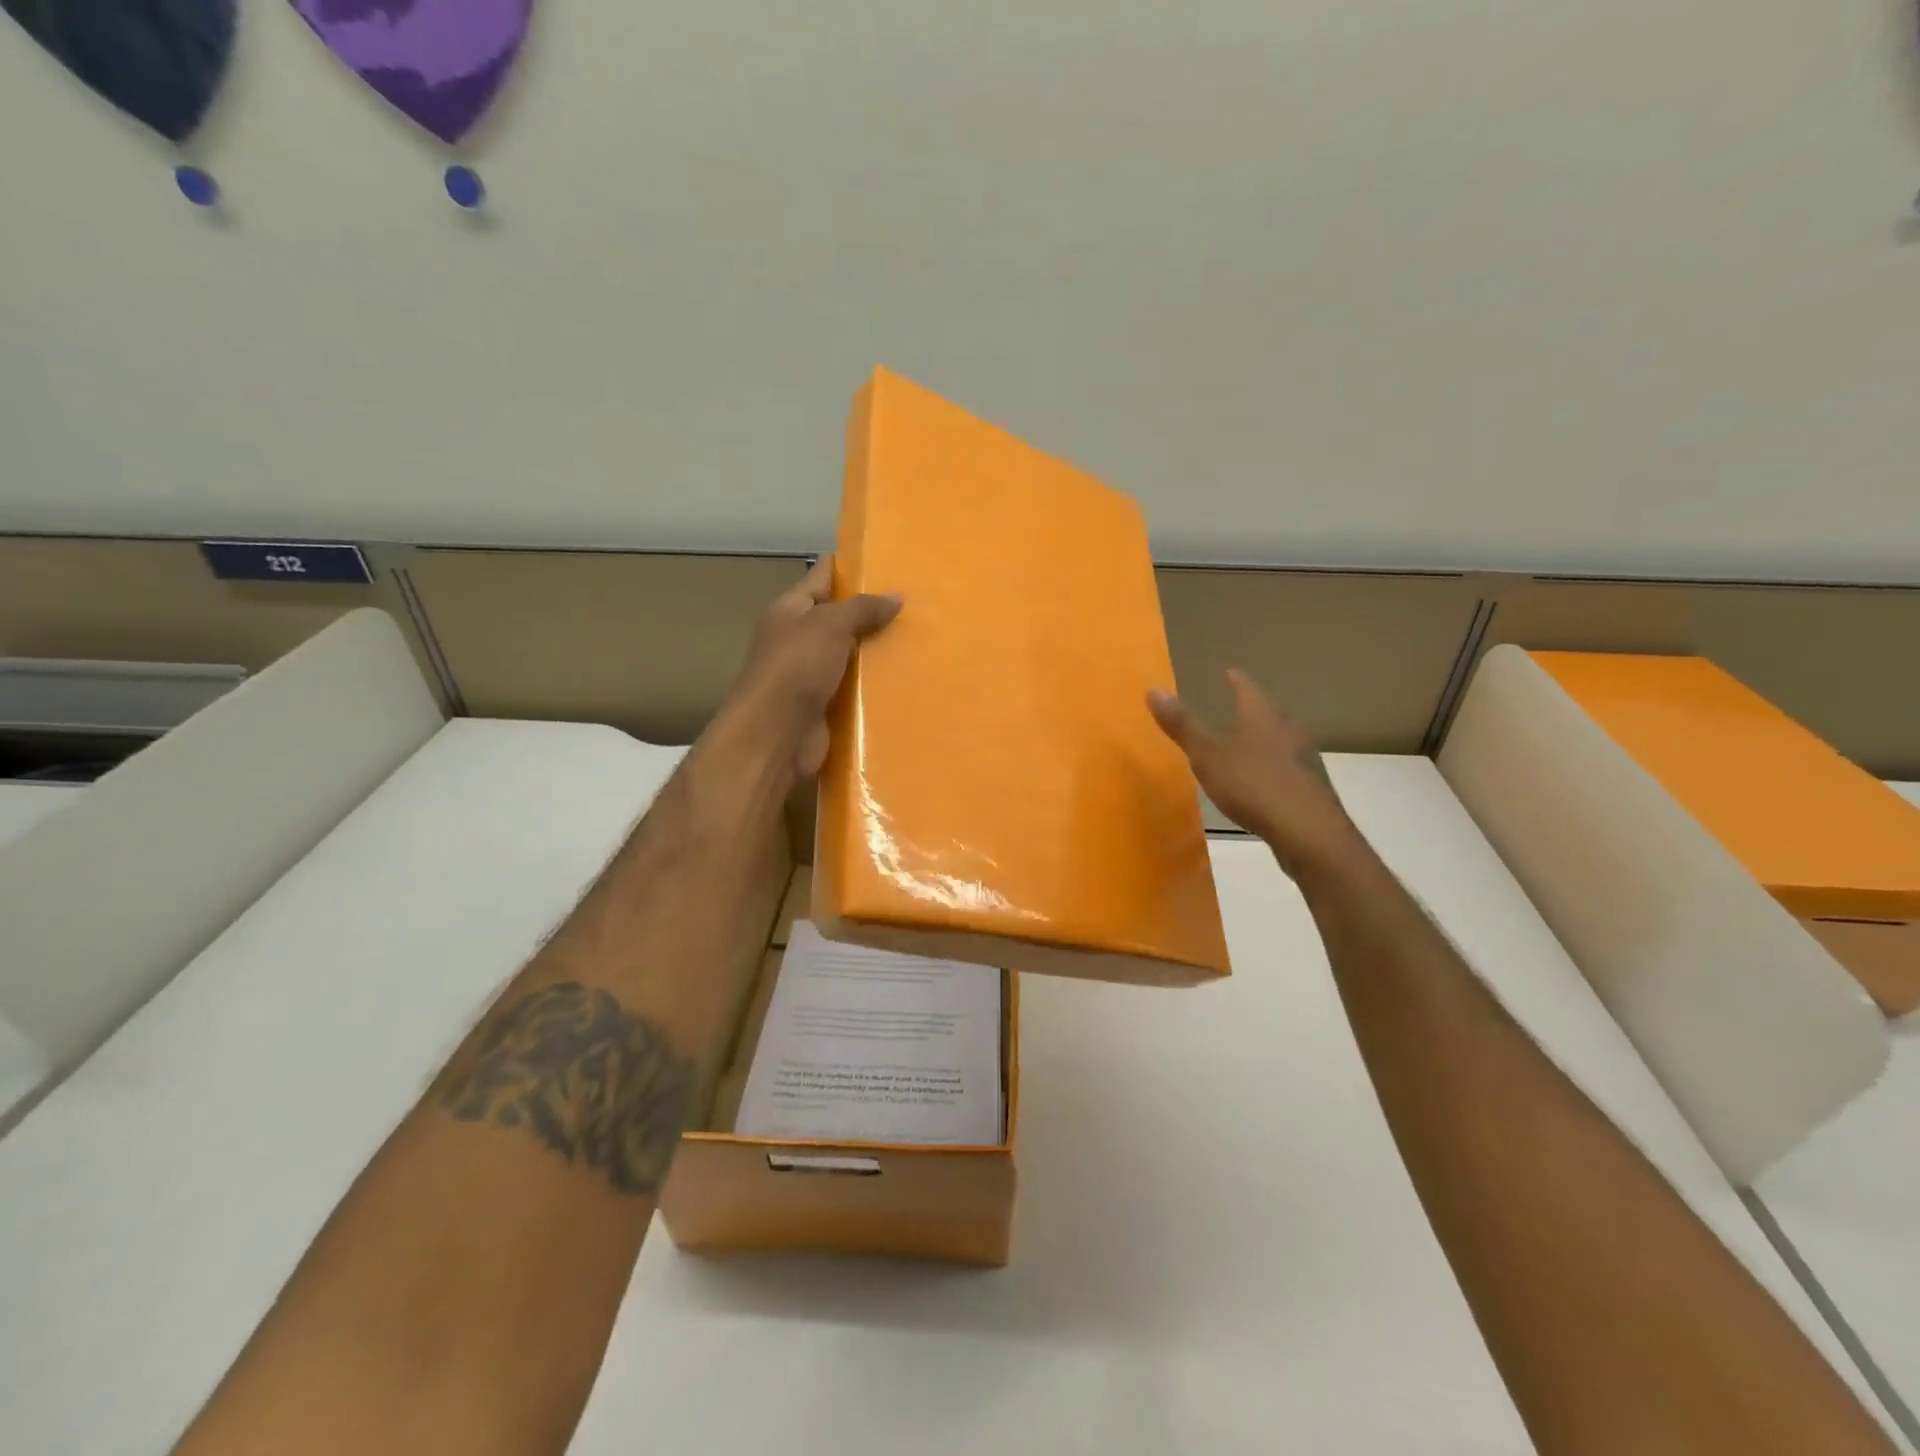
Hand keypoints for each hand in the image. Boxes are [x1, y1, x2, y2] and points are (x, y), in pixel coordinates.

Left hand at [724, 555, 901, 777]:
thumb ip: (862, 608)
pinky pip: (854, 689)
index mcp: (790, 610)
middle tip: (917, 605)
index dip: (851, 566)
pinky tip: (906, 681)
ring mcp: (810, 675)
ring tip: (919, 641)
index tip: (889, 561)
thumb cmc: (795, 669)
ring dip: (878, 652)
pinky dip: (875, 687)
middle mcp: (798, 639)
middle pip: (839, 618)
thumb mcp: (829, 625)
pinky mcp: (824, 707)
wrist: (775, 736)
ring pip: (850, 656)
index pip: (822, 576)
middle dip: (873, 612)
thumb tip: (896, 597)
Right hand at [1148, 669, 1362, 879]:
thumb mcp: (1207, 755)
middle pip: (1268, 712)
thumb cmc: (1253, 785)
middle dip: (1251, 709)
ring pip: (1280, 739)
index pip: (1248, 688)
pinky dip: (1271, 766)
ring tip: (1245, 744)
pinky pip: (1286, 767)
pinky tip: (1262, 781)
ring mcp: (1304, 758)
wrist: (1308, 831)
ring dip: (1263, 739)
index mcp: (1263, 716)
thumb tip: (1154, 689)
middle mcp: (1288, 730)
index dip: (1236, 680)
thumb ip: (1182, 725)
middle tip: (1235, 707)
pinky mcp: (1310, 787)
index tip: (1229, 672)